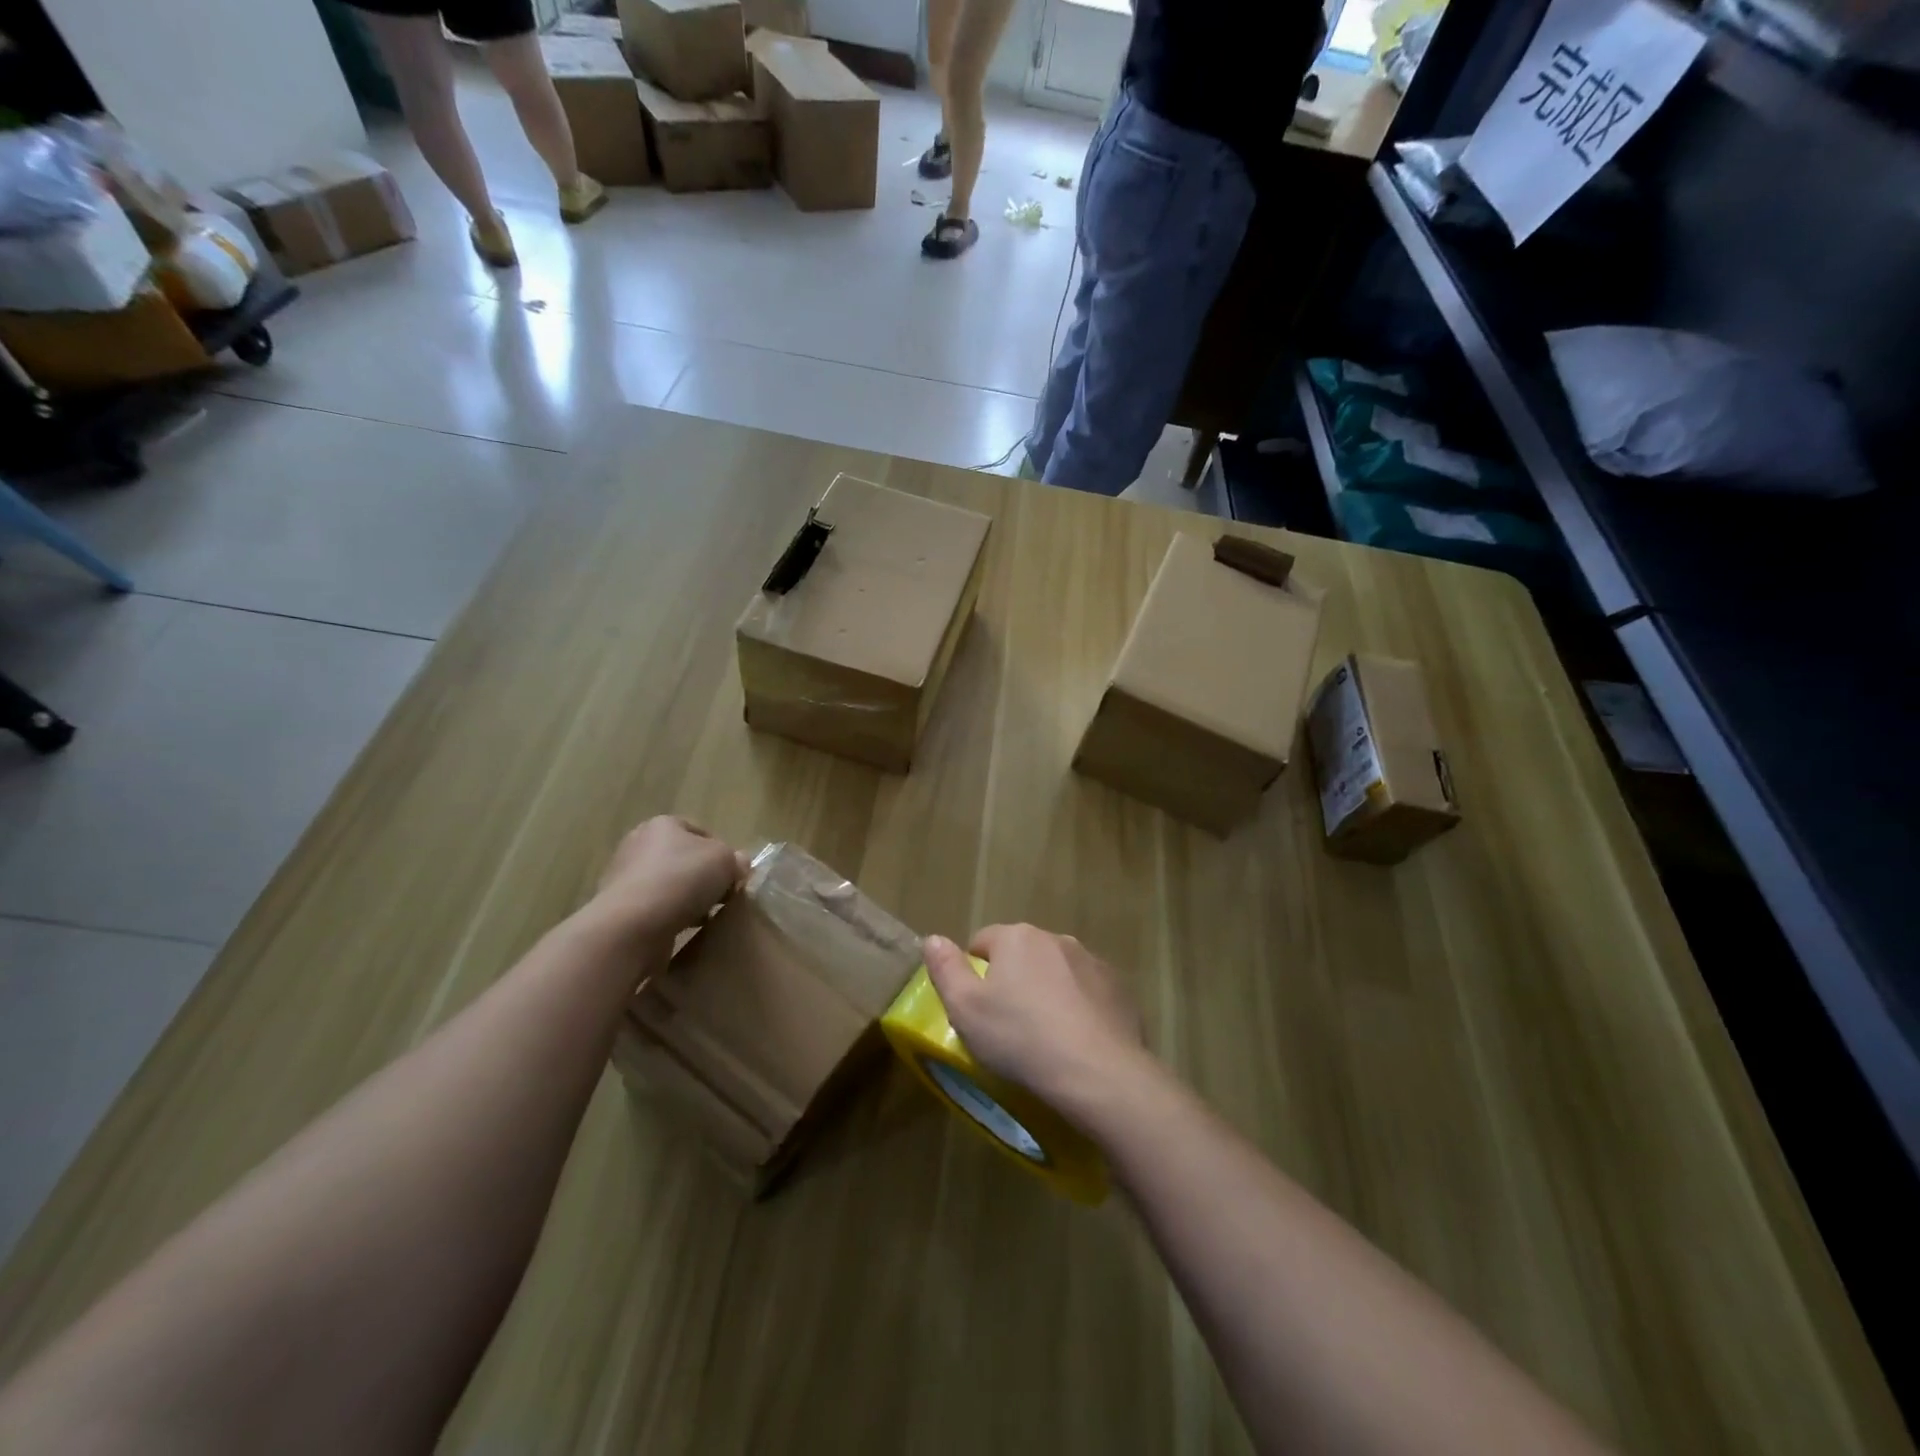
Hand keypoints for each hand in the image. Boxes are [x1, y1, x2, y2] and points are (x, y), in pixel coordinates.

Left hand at [587, 816, 748, 947]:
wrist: (632, 925)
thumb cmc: (682, 879)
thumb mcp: (725, 861)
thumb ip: (736, 859)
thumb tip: (738, 864)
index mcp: (663, 824)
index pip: (700, 832)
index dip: (722, 852)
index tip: (733, 875)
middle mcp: (638, 844)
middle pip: (683, 859)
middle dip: (704, 877)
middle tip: (721, 896)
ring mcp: (624, 877)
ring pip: (669, 885)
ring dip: (687, 899)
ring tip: (703, 916)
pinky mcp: (618, 908)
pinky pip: (654, 909)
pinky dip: (669, 917)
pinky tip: (681, 928)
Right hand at [922, 924, 1147, 1118]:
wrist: (1097, 1071)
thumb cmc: (1020, 1037)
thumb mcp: (965, 1009)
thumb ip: (945, 969)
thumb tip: (933, 939)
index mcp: (1017, 938)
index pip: (982, 942)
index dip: (974, 973)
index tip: (977, 1008)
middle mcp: (1056, 938)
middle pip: (1022, 954)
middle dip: (1013, 981)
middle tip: (1008, 1025)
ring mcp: (1092, 961)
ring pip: (1057, 972)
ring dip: (1048, 992)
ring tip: (1045, 1036)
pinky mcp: (1118, 988)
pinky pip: (1088, 992)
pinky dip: (1079, 1008)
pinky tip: (1077, 1041)